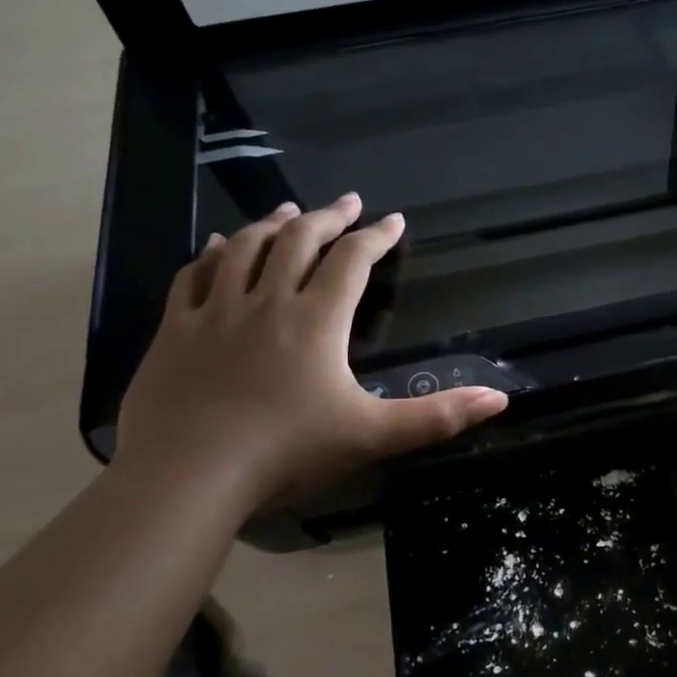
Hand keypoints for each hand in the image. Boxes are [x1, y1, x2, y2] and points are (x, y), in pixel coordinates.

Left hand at [116, 195, 507, 506]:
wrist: (188, 474)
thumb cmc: (288, 452)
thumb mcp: (374, 435)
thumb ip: (438, 416)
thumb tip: (500, 398)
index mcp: (317, 321)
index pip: (352, 262)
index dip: (376, 237)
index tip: (394, 220)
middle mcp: (267, 302)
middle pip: (299, 241)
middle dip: (328, 217)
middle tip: (348, 202)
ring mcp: (216, 313)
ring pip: (245, 249)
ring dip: (272, 224)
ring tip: (290, 210)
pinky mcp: (176, 331)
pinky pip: (194, 276)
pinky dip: (211, 254)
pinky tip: (218, 245)